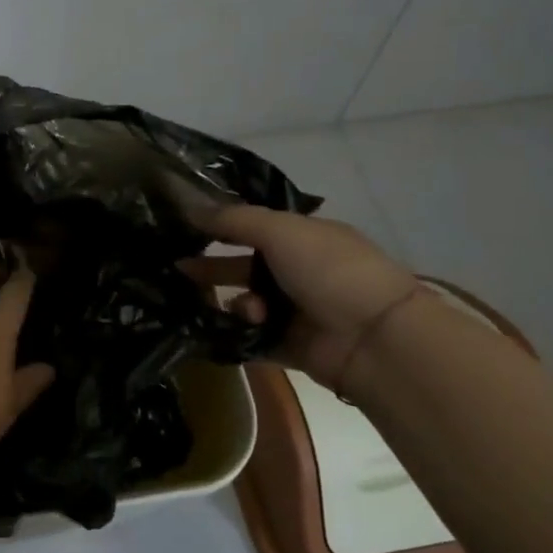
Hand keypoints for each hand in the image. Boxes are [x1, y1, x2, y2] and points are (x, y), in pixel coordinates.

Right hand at [182, 206, 420, 393]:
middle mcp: (300, 271)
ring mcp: (297, 310)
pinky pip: (252, 337)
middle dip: (213, 267)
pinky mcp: (292, 346)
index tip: (183, 228)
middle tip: (177, 268)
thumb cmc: (329, 270)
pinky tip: (238, 329)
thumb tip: (189, 207)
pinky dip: (241, 333)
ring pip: (246, 302)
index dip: (221, 226)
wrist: (374, 338)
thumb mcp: (279, 230)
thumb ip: (233, 219)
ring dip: (238, 303)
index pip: (254, 226)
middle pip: (244, 265)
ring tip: (246, 310)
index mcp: (304, 237)